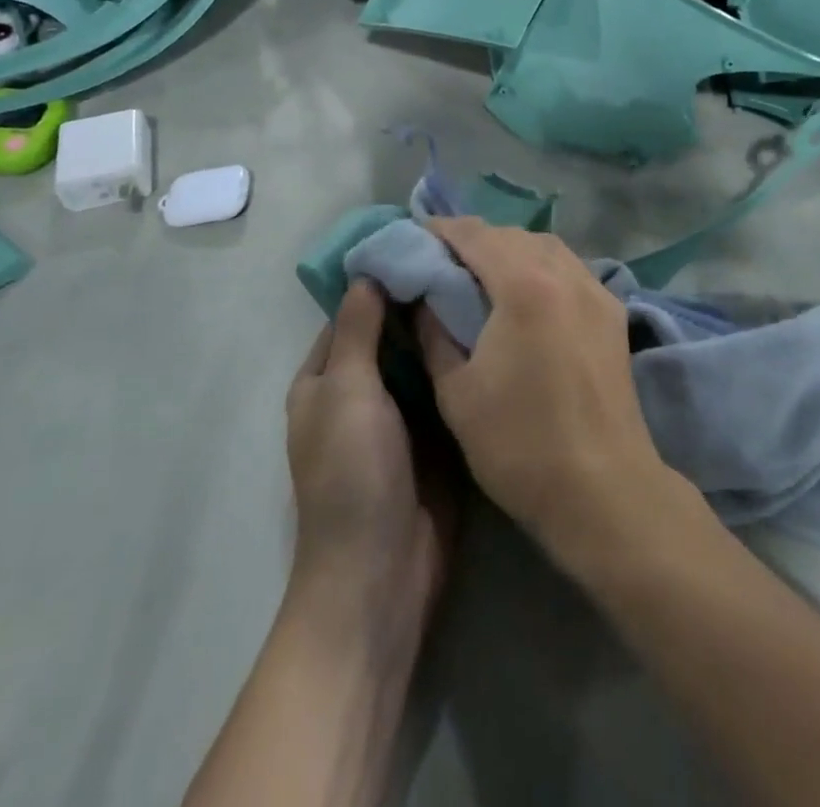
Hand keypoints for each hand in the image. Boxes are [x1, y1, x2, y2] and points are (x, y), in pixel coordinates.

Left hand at [286, 281, 452, 651]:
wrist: (383, 574)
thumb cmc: (352, 474)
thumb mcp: (346, 391)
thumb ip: (357, 330)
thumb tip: (367, 272)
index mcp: (324, 380)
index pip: (352, 313)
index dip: (382, 280)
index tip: (424, 245)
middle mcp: (360, 392)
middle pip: (391, 334)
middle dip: (421, 302)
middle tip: (468, 259)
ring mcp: (400, 416)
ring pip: (423, 359)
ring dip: (444, 331)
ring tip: (487, 283)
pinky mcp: (436, 437)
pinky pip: (446, 390)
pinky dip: (462, 364)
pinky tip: (495, 331)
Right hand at [416, 218, 674, 562]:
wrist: (603, 490)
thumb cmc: (519, 444)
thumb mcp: (456, 391)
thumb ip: (434, 332)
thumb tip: (423, 298)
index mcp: (524, 285)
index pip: (474, 235)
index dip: (440, 230)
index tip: (414, 238)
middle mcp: (565, 273)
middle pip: (511, 235)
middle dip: (474, 240)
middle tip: (442, 261)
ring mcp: (596, 291)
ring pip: (545, 247)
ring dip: (510, 250)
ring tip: (482, 275)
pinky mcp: (612, 313)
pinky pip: (570, 269)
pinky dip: (541, 267)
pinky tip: (527, 294)